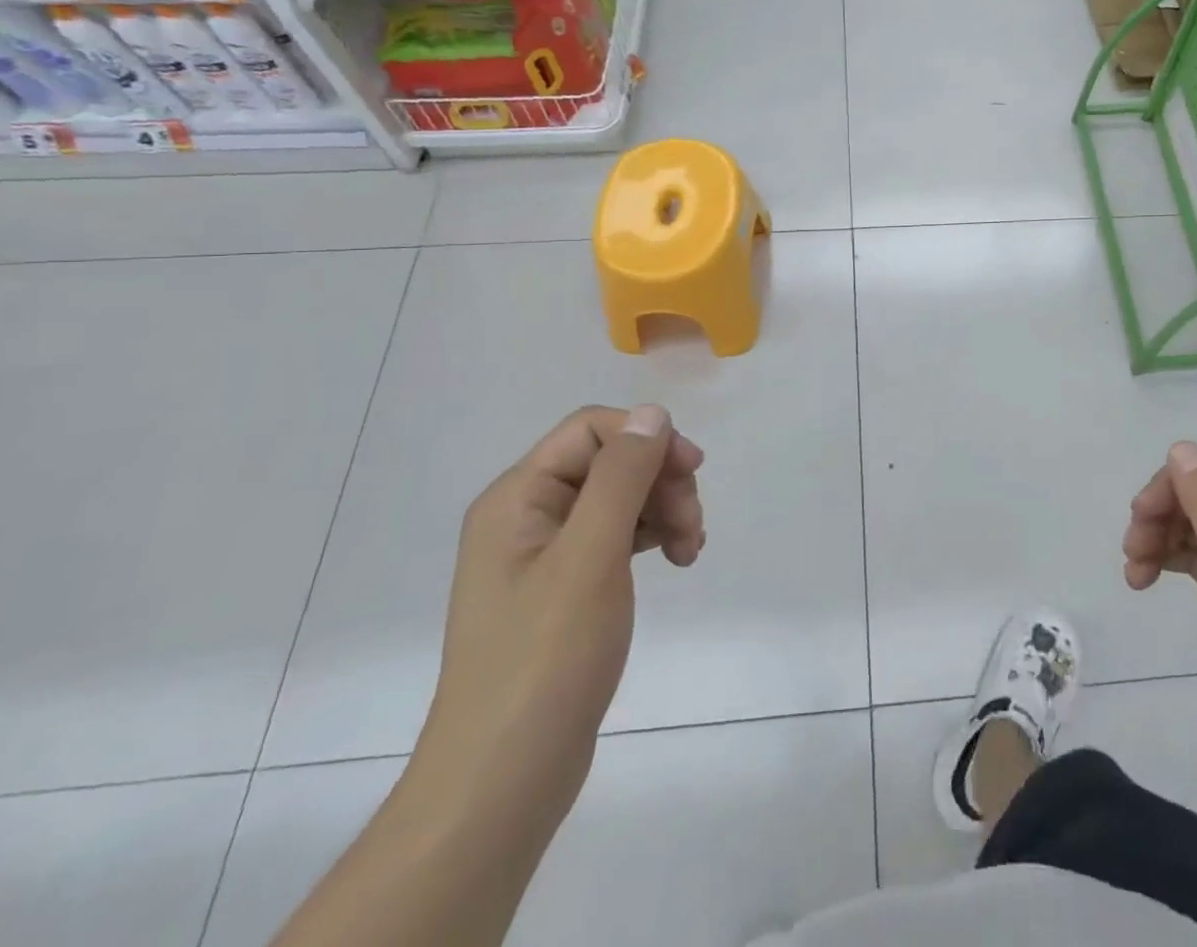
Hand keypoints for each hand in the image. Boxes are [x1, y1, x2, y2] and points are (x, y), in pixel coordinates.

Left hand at [416, 404, 704, 828]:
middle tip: (692, 526)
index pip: (591, 430)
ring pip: (620, 498)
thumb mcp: (590, 556)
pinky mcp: (565, 589)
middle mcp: (527, 516)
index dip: (647, 438)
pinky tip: (676, 561)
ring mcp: (545, 555)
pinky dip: (652, 538)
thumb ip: (622, 476)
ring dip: (664, 510)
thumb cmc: (545, 659)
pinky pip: (617, 537)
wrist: (503, 782)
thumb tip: (652, 412)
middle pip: (610, 462)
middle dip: (660, 481)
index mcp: (518, 498)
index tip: (693, 472)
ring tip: (690, 551)